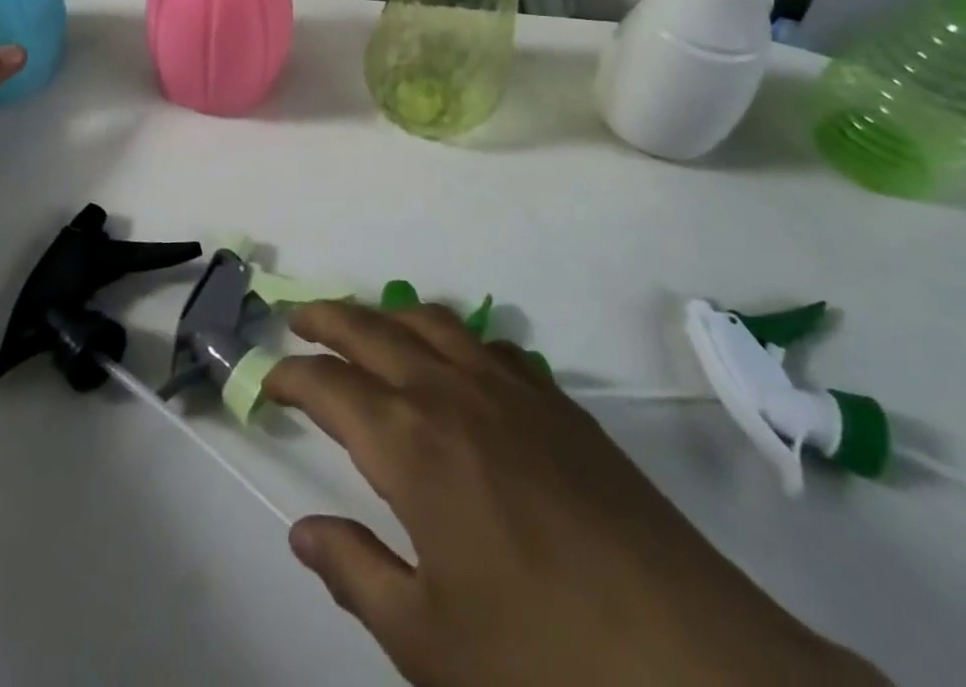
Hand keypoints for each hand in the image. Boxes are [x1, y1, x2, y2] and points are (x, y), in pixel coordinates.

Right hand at [266, 302, 886, 686]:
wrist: (696, 668)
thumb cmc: (542, 665)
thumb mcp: (429, 644)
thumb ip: (357, 574)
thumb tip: (303, 531)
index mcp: (410, 444)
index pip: (330, 385)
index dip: (292, 377)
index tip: (269, 381)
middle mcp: (452, 393)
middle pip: (373, 329)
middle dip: (328, 318)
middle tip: (297, 317)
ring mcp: (512, 389)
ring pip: (433, 321)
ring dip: (389, 314)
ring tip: (367, 326)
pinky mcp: (561, 404)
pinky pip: (492, 345)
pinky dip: (457, 339)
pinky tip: (460, 366)